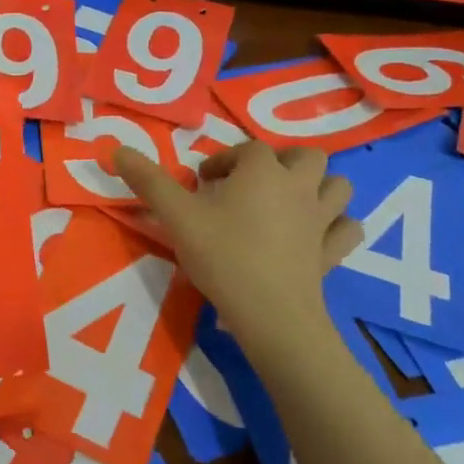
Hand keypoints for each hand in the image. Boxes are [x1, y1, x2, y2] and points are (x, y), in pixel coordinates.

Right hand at [114, 141, 361, 364]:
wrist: (270, 314)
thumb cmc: (222, 256)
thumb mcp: (176, 216)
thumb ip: (147, 181)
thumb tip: (115, 149)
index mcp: (263, 171)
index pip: (246, 150)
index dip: (223, 161)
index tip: (201, 182)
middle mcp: (299, 186)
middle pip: (305, 156)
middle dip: (281, 161)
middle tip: (251, 184)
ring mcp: (322, 220)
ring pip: (338, 186)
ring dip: (318, 186)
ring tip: (290, 201)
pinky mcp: (333, 253)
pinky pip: (348, 229)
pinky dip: (338, 226)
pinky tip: (318, 234)